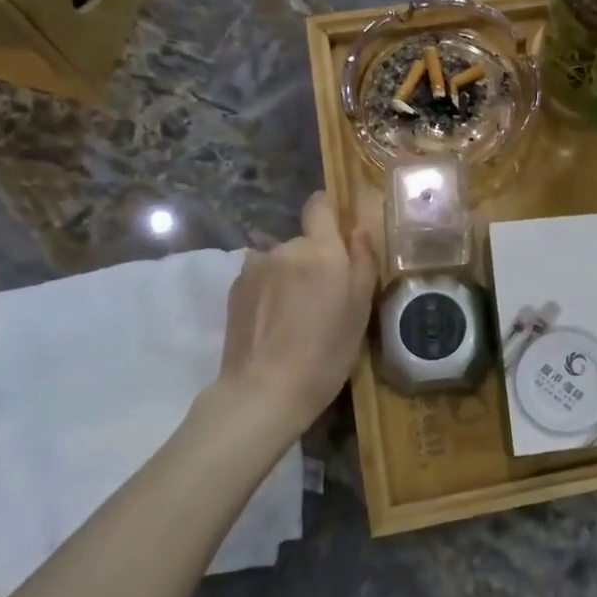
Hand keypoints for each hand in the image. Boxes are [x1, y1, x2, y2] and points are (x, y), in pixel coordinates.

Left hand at [216, 191, 376, 432]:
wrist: (264, 391)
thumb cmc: (325, 352)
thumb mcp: (360, 310)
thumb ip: (363, 261)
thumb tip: (358, 229)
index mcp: (321, 250)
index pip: (319, 205)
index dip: (328, 214)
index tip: (338, 237)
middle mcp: (285, 248)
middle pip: (303, 240)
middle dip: (314, 259)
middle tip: (324, 297)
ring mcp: (254, 267)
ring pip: (280, 260)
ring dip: (289, 275)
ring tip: (295, 315)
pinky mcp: (234, 289)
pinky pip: (260, 277)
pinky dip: (268, 291)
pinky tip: (273, 323)